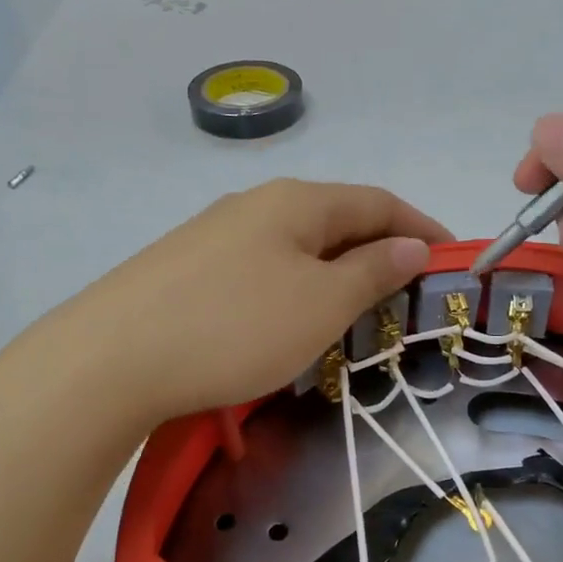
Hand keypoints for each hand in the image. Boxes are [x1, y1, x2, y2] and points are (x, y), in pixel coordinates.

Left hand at [57, 179, 448, 422]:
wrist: (110, 359)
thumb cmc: (234, 327)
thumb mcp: (319, 303)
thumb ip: (370, 271)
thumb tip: (410, 245)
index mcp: (296, 202)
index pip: (378, 201)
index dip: (421, 227)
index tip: (452, 260)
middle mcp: (255, 205)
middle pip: (336, 219)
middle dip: (380, 250)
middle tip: (409, 294)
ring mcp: (214, 235)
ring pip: (296, 246)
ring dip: (336, 271)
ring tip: (357, 312)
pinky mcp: (186, 269)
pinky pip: (261, 269)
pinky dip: (295, 288)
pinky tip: (289, 319)